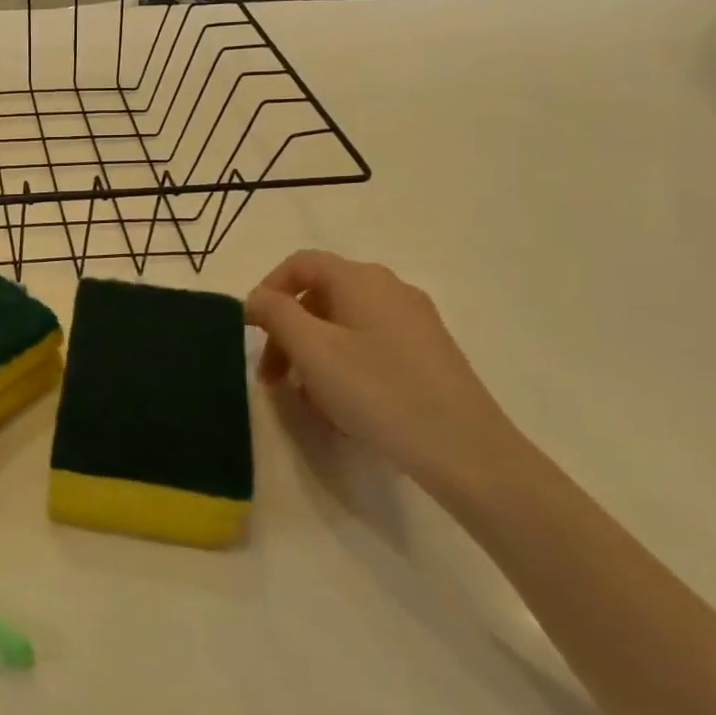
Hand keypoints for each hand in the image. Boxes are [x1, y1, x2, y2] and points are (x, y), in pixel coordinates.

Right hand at [245, 251, 521, 495]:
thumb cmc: (378, 391)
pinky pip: (369, 347)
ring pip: (343, 326)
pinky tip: (341, 408)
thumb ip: (276, 314)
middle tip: (271, 378)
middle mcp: (390, 290)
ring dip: (312, 355)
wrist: (466, 451)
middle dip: (287, 332)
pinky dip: (342, 367)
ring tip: (305, 399)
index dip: (267, 290)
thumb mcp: (312, 350)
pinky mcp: (428, 354)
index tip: (249, 330)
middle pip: (320, 296)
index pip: (300, 264)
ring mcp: (414, 322)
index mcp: (360, 279)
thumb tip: (258, 297)